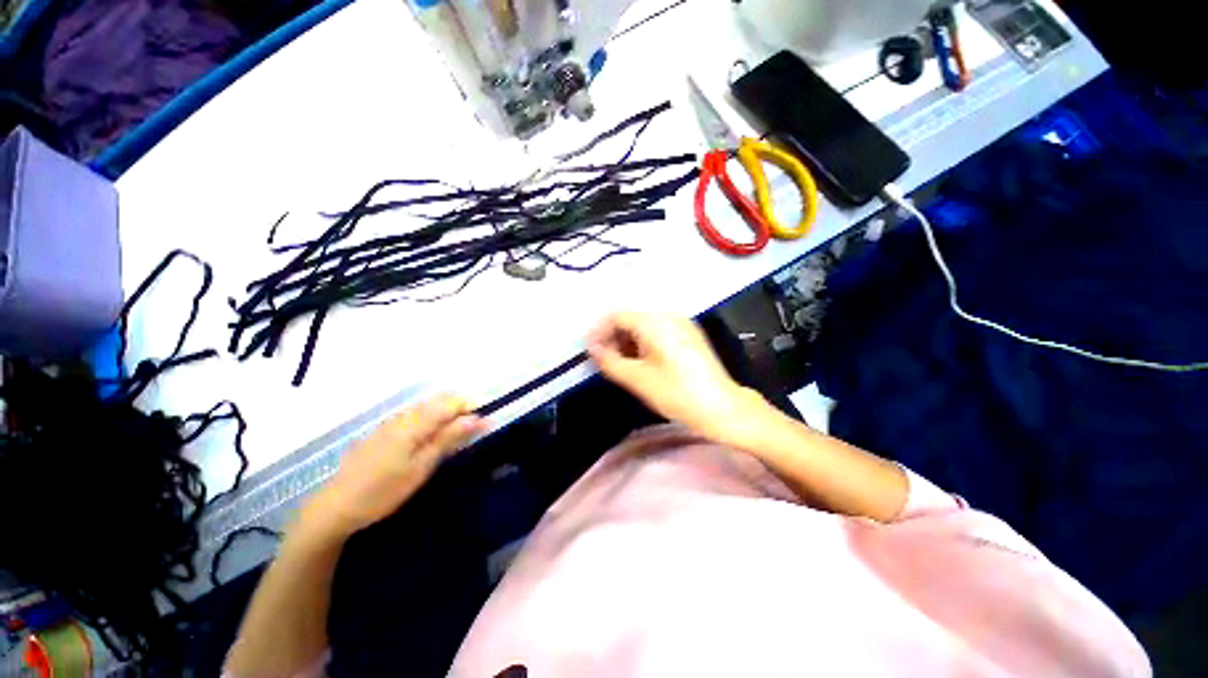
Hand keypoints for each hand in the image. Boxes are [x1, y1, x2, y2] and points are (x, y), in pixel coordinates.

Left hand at [303, 395, 485, 539]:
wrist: (335, 507)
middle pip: (440, 400)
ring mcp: (391, 421)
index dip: (471, 407)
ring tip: (454, 438)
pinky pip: (415, 415)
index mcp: (415, 422)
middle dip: (461, 410)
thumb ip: (449, 438)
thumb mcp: (422, 467)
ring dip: (446, 415)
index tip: (485, 424)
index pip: (452, 401)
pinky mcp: (384, 430)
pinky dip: (431, 420)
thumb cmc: (384, 490)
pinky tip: (429, 440)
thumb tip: (478, 417)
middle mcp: (404, 415)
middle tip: (471, 433)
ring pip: (428, 407)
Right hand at [586, 312, 770, 445]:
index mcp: (655, 321)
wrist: (722, 408)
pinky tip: (639, 362)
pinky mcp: (688, 336)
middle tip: (602, 359)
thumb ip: (610, 361)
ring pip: (644, 326)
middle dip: (612, 337)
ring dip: (627, 341)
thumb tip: (593, 349)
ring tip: (618, 364)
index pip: (617, 316)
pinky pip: (657, 332)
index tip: (589, 351)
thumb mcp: (638, 379)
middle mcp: (668, 315)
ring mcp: (681, 324)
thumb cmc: (677, 393)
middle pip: (630, 318)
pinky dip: (642, 344)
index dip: (599, 331)